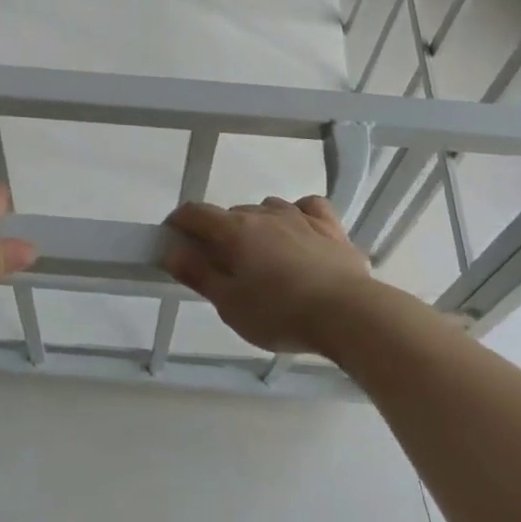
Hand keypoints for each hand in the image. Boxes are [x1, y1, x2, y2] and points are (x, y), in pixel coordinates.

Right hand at [163, 196, 372, 353]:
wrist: (348, 312)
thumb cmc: (281, 313)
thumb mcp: (231, 305)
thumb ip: (200, 275)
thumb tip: (172, 251)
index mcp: (235, 231)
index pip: (196, 213)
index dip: (180, 222)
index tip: (173, 238)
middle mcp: (264, 213)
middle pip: (232, 214)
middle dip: (219, 234)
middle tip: (221, 268)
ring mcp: (299, 216)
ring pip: (267, 209)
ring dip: (257, 226)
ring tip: (261, 258)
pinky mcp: (330, 226)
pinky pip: (307, 208)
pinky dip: (297, 215)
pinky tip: (299, 232)